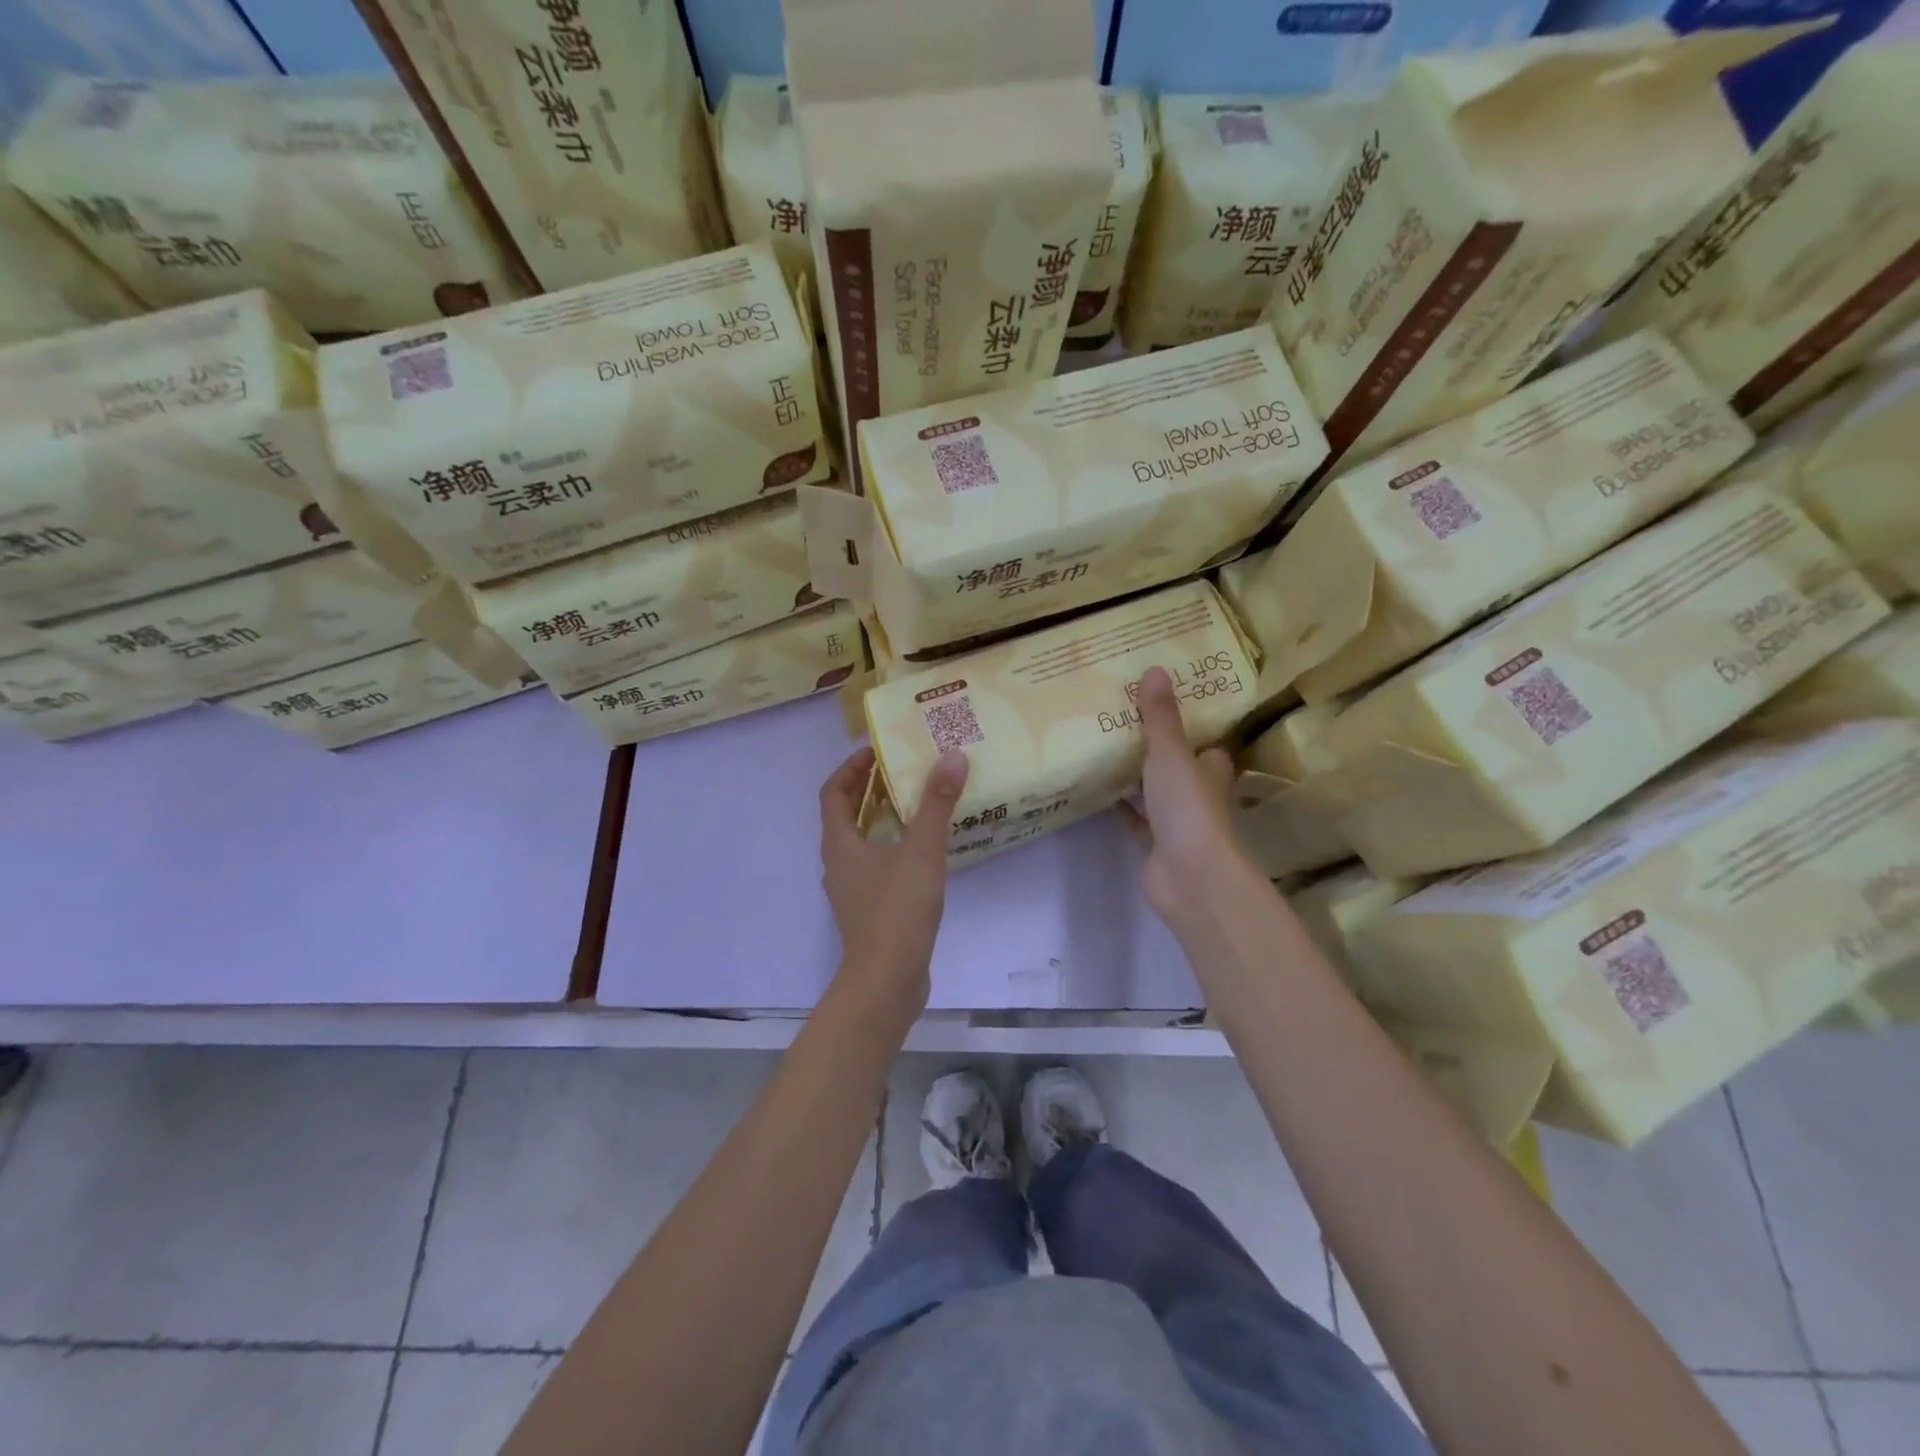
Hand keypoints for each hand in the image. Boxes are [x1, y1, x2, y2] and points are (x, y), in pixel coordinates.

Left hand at [818, 745, 968, 1009]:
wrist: (886, 980)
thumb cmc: (897, 910)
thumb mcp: (921, 851)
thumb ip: (936, 804)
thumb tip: (952, 757)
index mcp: (840, 845)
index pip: (832, 794)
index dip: (850, 769)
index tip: (876, 753)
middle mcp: (838, 864)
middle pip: (844, 817)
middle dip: (866, 791)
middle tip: (899, 772)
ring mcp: (850, 891)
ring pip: (858, 843)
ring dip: (878, 820)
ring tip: (912, 805)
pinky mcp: (867, 911)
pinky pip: (872, 866)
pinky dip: (889, 848)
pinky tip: (919, 852)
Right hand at [1121, 667, 1246, 928]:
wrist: (1189, 875)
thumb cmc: (1188, 807)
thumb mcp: (1170, 754)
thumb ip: (1160, 716)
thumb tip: (1156, 668)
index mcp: (1210, 770)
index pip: (1206, 745)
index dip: (1192, 729)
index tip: (1165, 708)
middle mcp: (1198, 795)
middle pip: (1180, 768)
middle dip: (1159, 751)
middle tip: (1125, 723)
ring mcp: (1178, 823)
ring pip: (1157, 794)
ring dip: (1138, 779)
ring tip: (1107, 750)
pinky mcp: (1157, 845)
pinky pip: (1137, 820)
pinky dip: (1123, 808)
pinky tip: (1101, 792)